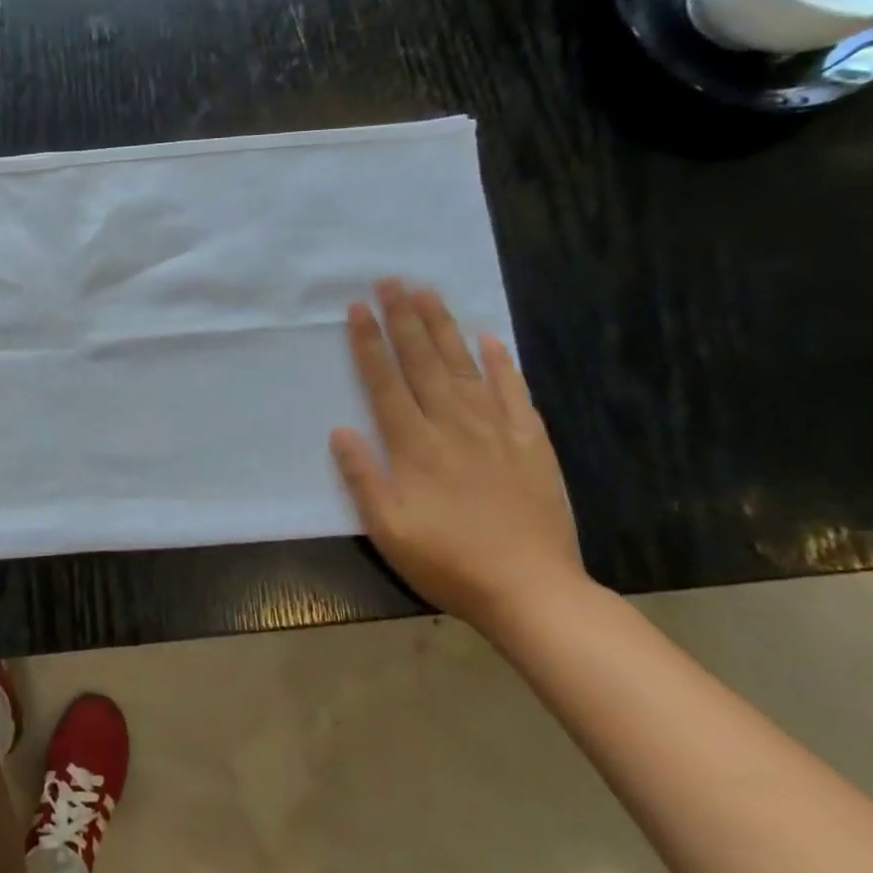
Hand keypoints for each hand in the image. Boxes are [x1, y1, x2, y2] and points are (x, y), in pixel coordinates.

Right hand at [329, 280, 583, 626]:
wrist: (531, 590)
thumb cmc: (448, 562)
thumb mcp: (387, 529)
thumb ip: (363, 477)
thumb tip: (341, 431)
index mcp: (415, 446)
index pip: (385, 383)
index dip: (369, 344)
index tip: (358, 309)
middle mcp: (453, 426)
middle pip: (423, 362)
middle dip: (404, 319)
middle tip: (391, 281)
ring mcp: (496, 430)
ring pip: (464, 367)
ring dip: (444, 328)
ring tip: (428, 293)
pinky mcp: (531, 442)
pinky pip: (514, 392)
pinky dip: (502, 363)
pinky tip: (490, 339)